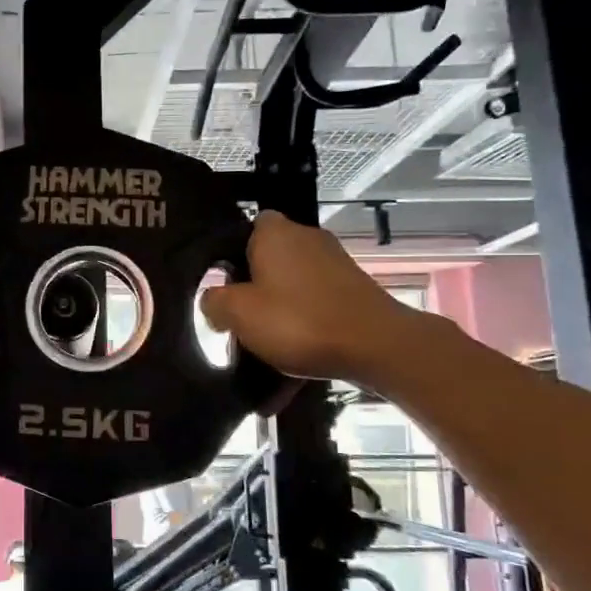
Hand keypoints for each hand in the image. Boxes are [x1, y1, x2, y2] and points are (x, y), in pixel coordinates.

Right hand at [199, 212, 431, 382]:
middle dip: (255, 289)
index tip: (224, 287)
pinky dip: (304, 327)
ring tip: (267, 348)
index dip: (231, 256)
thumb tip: (213, 300)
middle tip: (240, 320)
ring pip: (292, 286)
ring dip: (279, 312)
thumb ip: (214, 302)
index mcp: (275, 234)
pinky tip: (294, 361)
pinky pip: (316, 306)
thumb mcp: (239, 314)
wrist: (377, 346)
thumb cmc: (299, 321)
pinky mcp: (353, 290)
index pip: (245, 228)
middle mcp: (306, 238)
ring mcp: (334, 264)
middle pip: (269, 260)